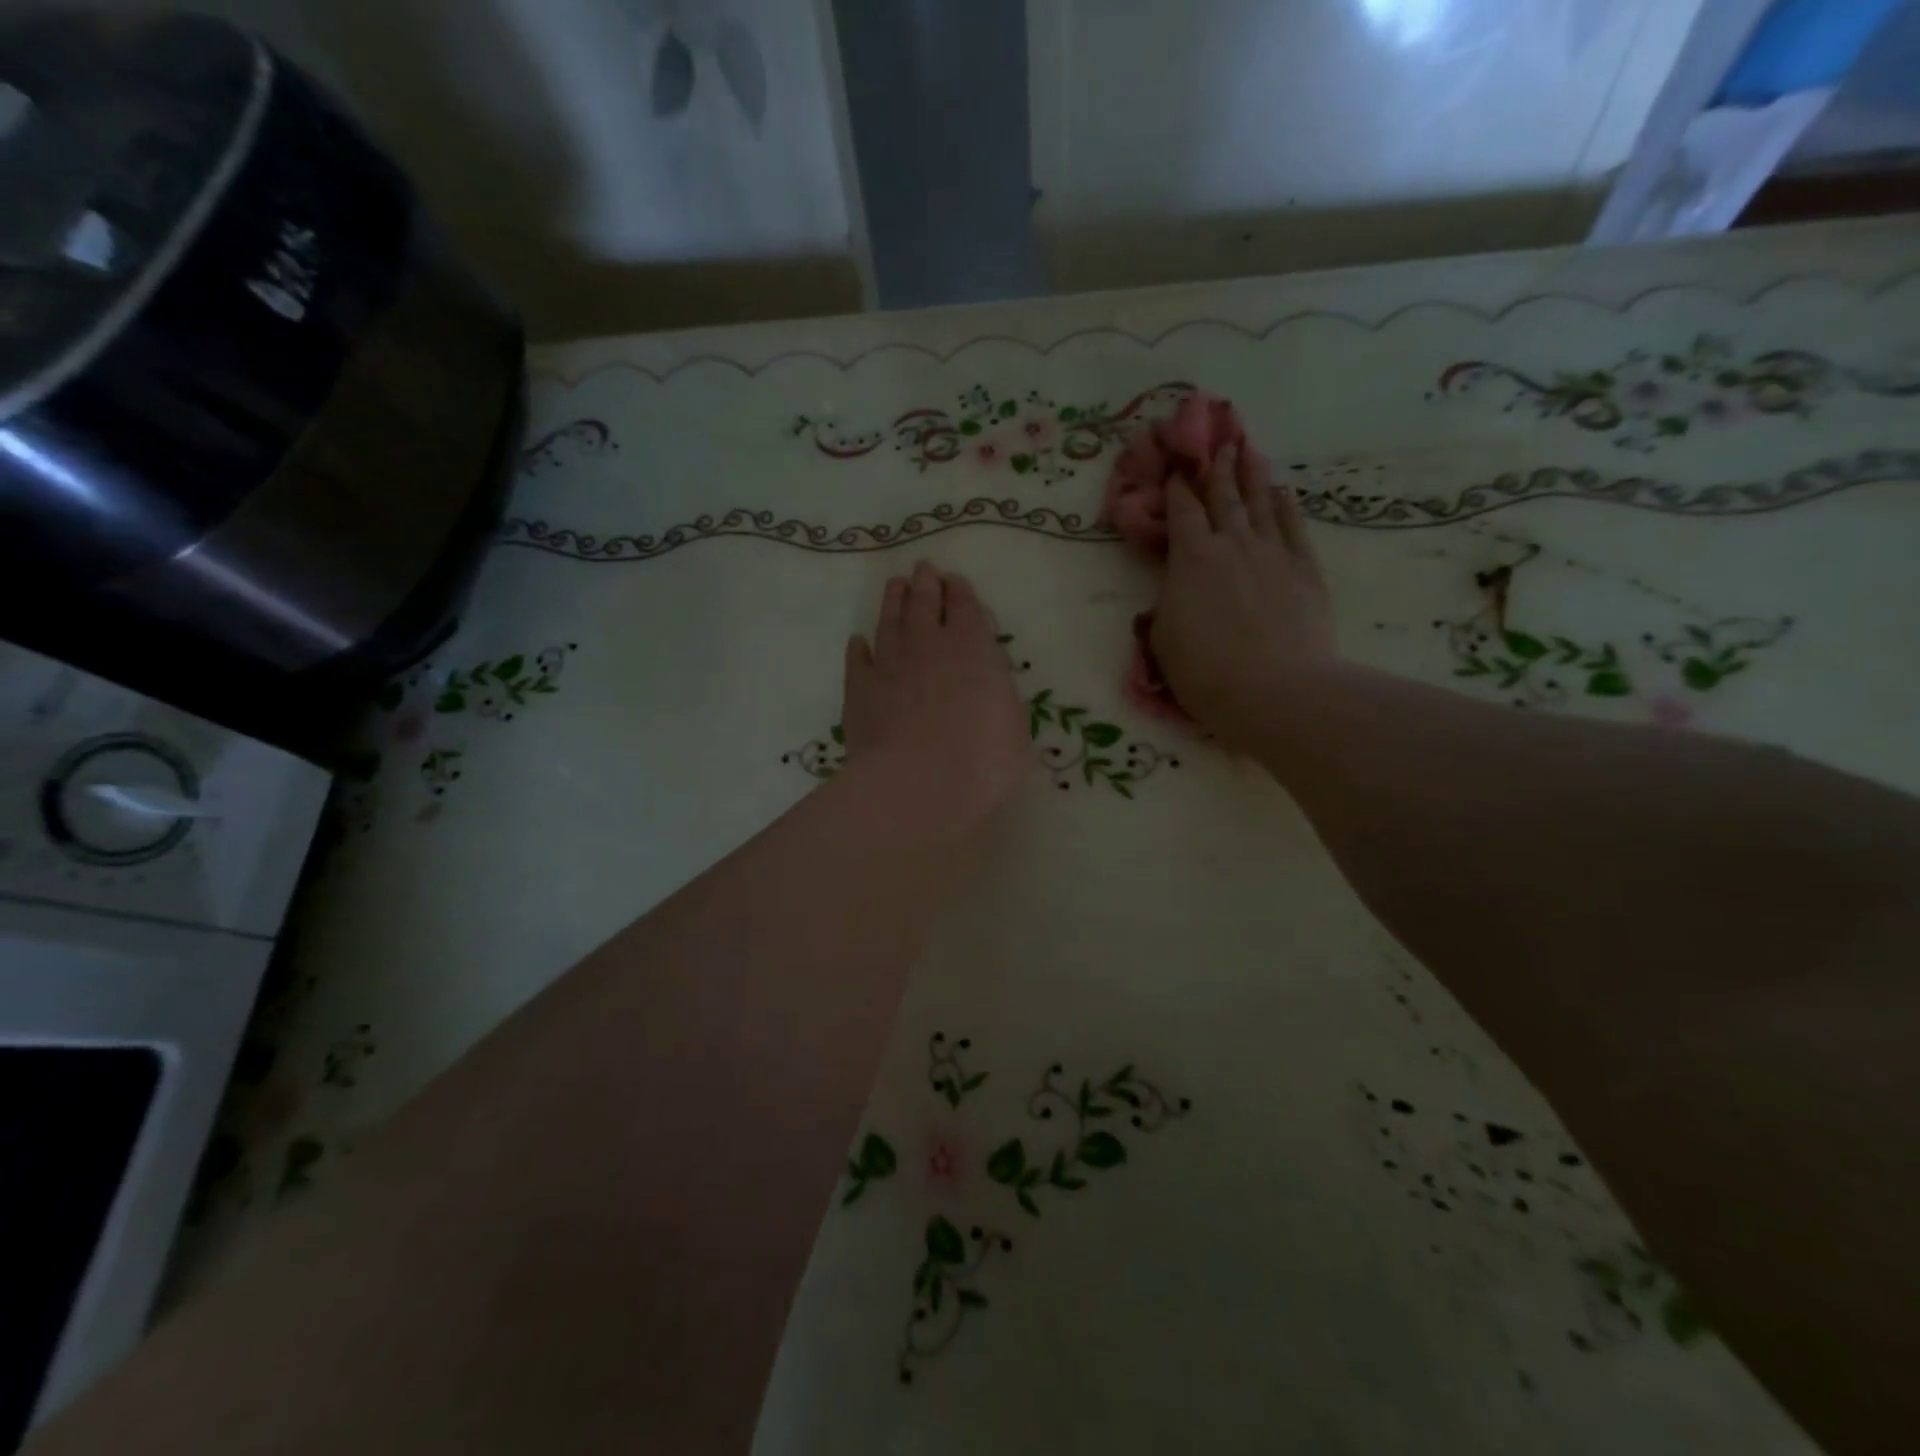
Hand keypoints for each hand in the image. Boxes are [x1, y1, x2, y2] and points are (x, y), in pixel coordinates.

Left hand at [842, 562, 1031, 837]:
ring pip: (890, 621)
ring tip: (895, 585)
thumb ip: (999, 697)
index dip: (959, 591)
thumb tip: (988, 687)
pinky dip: (859, 648)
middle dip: (925, 583)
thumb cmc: (982, 761)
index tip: (953, 580)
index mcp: (973, 648)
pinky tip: (859, 642)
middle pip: (924, 603)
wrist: (916, 785)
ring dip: (893, 601)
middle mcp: (928, 645)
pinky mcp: (858, 690)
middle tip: (923, 569)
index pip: (965, 607)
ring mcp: (889, 664)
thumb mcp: (1014, 728)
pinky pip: (857, 659)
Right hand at [1149, 444, 1335, 743]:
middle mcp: (1232, 544)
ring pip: (1261, 504)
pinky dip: (1287, 507)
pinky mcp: (1305, 570)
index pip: (1182, 512)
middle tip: (1218, 445)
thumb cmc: (1204, 670)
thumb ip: (1166, 608)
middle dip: (1217, 471)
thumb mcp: (1163, 640)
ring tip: (1249, 451)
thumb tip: (1171, 596)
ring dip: (1253, 476)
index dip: (1177, 489)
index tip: (1175, 471)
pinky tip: (1285, 494)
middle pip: (1224, 498)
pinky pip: (1293, 528)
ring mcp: (1273, 553)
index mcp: (1191, 559)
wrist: (1274, 690)